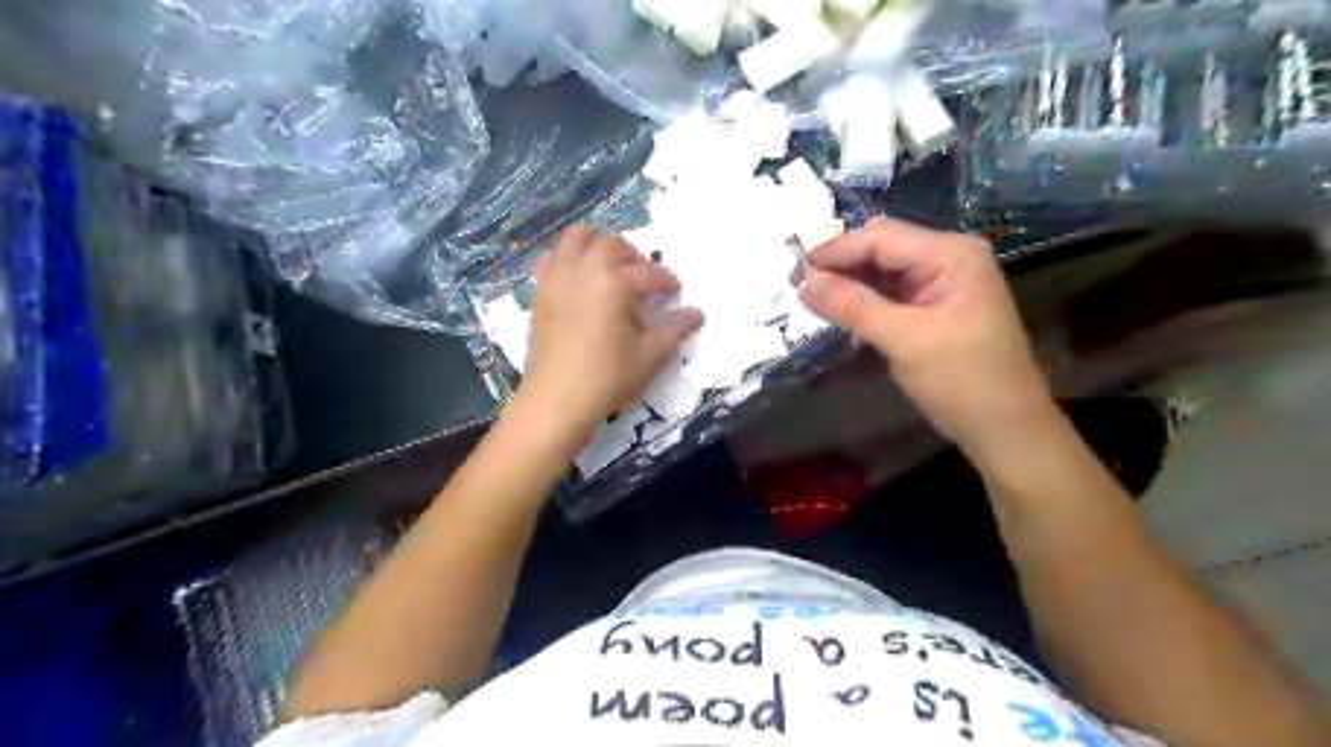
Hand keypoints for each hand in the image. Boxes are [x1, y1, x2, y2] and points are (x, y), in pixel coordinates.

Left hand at [518, 224, 706, 439]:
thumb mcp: (650, 355)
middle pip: (611, 244)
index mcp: (613, 281)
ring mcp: (557, 279)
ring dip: (598, 245)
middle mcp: (583, 269)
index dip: (666, 280)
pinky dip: (569, 259)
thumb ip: (675, 329)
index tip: (676, 292)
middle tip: (645, 277)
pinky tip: (580, 281)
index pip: (647, 271)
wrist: (557, 400)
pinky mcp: (540, 294)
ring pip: (576, 239)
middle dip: (633, 255)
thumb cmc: (608, 377)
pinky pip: (552, 259)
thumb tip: (697, 313)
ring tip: (612, 269)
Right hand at [794, 218, 1055, 451]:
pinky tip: (841, 310)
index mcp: (951, 254)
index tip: (793, 272)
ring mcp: (944, 283)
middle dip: (840, 266)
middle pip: (882, 250)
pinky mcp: (936, 307)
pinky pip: (893, 294)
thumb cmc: (962, 380)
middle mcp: (949, 258)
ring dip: (849, 284)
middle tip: (797, 286)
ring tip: (812, 299)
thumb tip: (803, 284)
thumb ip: (852, 306)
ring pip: (884, 272)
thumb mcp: (904, 340)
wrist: (1006, 430)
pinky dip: (865, 301)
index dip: (834, 251)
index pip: (881, 237)